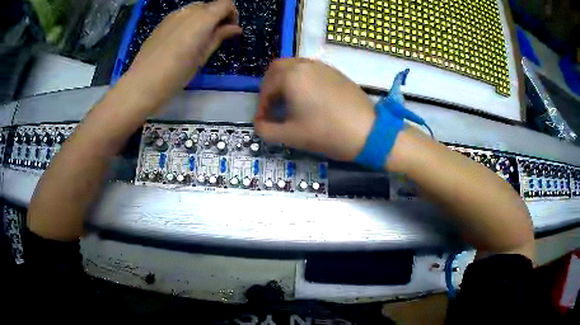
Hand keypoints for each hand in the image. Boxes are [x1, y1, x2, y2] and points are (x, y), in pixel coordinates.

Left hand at [121, 0, 241, 108]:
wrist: (143, 83)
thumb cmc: (177, 73)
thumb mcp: (202, 56)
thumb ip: (219, 37)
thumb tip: (235, 28)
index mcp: (202, 18)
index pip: (226, 4)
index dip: (232, 14)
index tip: (230, 30)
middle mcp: (188, 11)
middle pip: (210, 5)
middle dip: (217, 16)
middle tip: (215, 36)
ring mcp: (173, 15)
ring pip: (195, 8)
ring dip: (203, 18)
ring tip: (198, 39)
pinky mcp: (162, 23)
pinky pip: (182, 15)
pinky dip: (189, 22)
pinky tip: (182, 40)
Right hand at [255, 59, 375, 160]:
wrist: (368, 132)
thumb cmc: (327, 133)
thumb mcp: (291, 136)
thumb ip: (266, 130)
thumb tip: (259, 124)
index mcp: (291, 77)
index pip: (266, 89)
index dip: (261, 107)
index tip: (263, 122)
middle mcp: (304, 65)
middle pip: (276, 69)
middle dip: (269, 87)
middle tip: (271, 105)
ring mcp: (322, 66)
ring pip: (294, 66)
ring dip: (284, 81)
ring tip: (288, 101)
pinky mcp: (335, 72)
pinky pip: (309, 69)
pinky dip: (300, 79)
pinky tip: (308, 97)